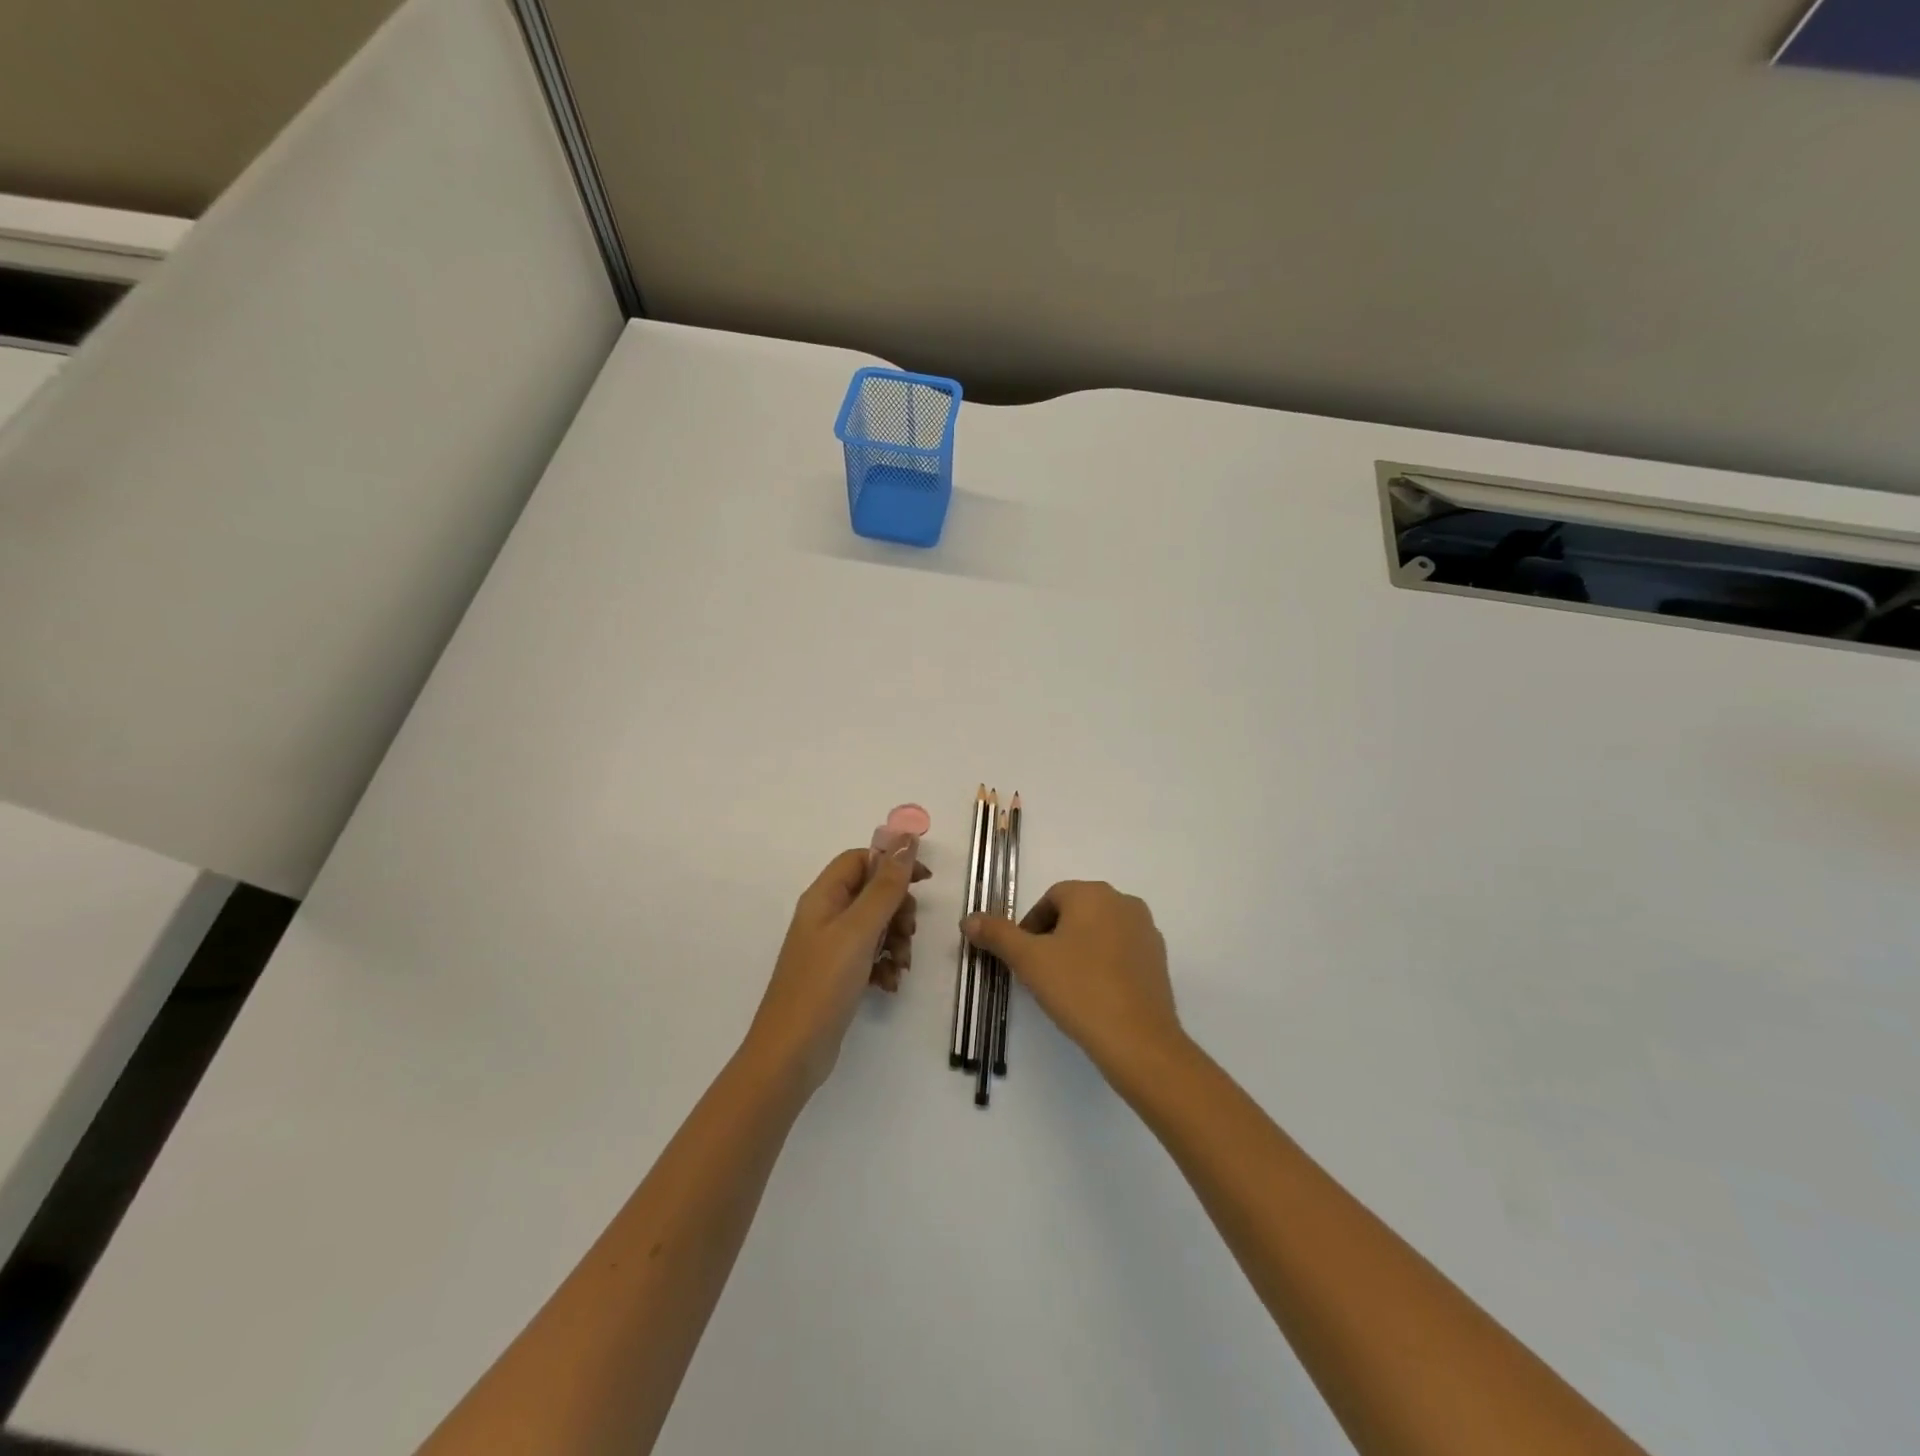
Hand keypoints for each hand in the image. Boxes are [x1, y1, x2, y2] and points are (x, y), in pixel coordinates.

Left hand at [746, 841, 928, 1093]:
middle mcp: (825, 916)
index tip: (924, 881)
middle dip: (898, 909)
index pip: (861, 859)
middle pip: (872, 892)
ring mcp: (830, 947)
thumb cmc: (823, 984)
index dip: (893, 864)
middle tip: (909, 933)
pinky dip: (885, 964)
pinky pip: (870, 955)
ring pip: (876, 925)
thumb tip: (906, 838)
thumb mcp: (859, 930)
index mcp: (823, 896)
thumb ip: (885, 885)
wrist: (791, 1054)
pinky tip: (890, 983)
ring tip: (902, 964)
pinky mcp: (838, 975)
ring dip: (896, 939)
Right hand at [964, 881, 1184, 1083]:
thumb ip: (997, 935)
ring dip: (1079, 950)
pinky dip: (1104, 964)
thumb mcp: (1029, 961)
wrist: (1138, 1040)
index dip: (1031, 927)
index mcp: (1092, 893)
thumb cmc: (1079, 989)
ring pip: (1099, 931)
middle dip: (1054, 937)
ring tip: (1066, 986)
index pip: (1051, 898)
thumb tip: (968, 919)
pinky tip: (1094, 995)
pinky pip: (1121, 951)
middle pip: (1076, 912)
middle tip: (1041, 972)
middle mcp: (1123, 902)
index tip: (1023, 959)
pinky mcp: (1159, 958)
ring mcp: (1146, 930)